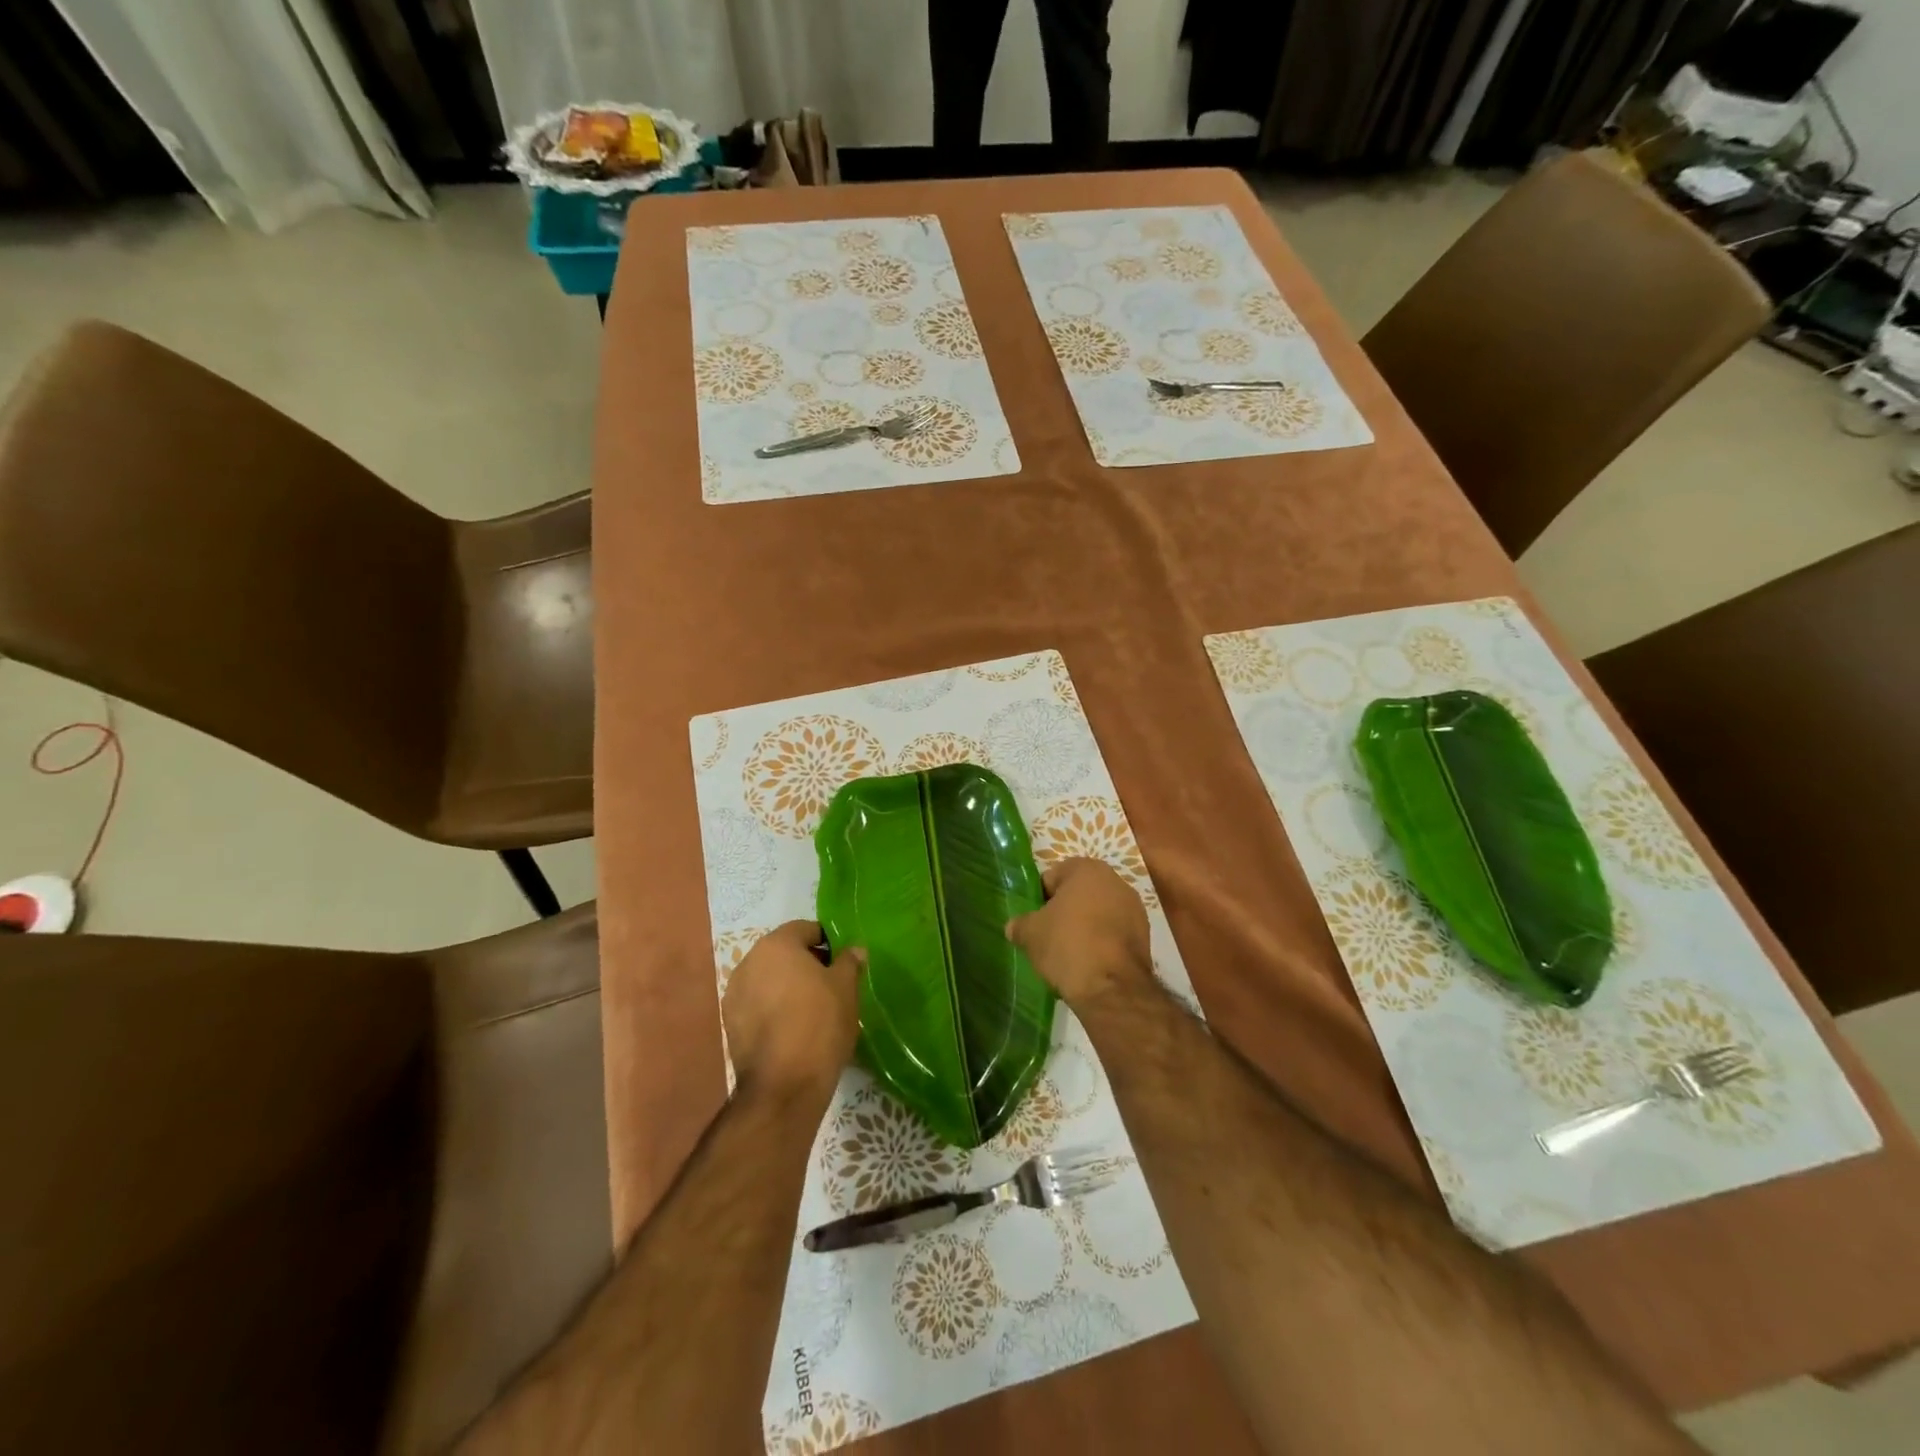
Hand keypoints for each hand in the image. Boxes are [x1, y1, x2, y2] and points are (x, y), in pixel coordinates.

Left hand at [722, 921, 861, 1099]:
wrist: (784, 1085)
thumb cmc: (820, 1023)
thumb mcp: (846, 987)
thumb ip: (849, 962)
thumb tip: (854, 949)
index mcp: (776, 945)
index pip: (805, 929)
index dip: (827, 942)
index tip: (842, 962)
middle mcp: (748, 962)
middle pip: (783, 953)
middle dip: (806, 964)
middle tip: (831, 985)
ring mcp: (734, 994)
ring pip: (768, 979)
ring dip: (787, 986)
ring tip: (811, 1010)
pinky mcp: (729, 1024)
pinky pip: (757, 1004)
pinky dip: (773, 1009)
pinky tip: (792, 1029)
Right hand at [1006, 858, 1152, 1008]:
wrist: (1112, 987)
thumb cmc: (1067, 946)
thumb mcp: (1030, 934)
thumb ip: (1019, 924)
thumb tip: (1014, 926)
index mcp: (1086, 869)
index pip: (1052, 877)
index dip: (1039, 900)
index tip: (1034, 922)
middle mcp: (1115, 880)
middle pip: (1078, 893)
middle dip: (1064, 912)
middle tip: (1048, 936)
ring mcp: (1134, 908)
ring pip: (1098, 913)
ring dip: (1084, 926)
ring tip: (1069, 953)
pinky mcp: (1144, 935)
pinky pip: (1113, 932)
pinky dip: (1102, 942)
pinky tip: (1089, 963)